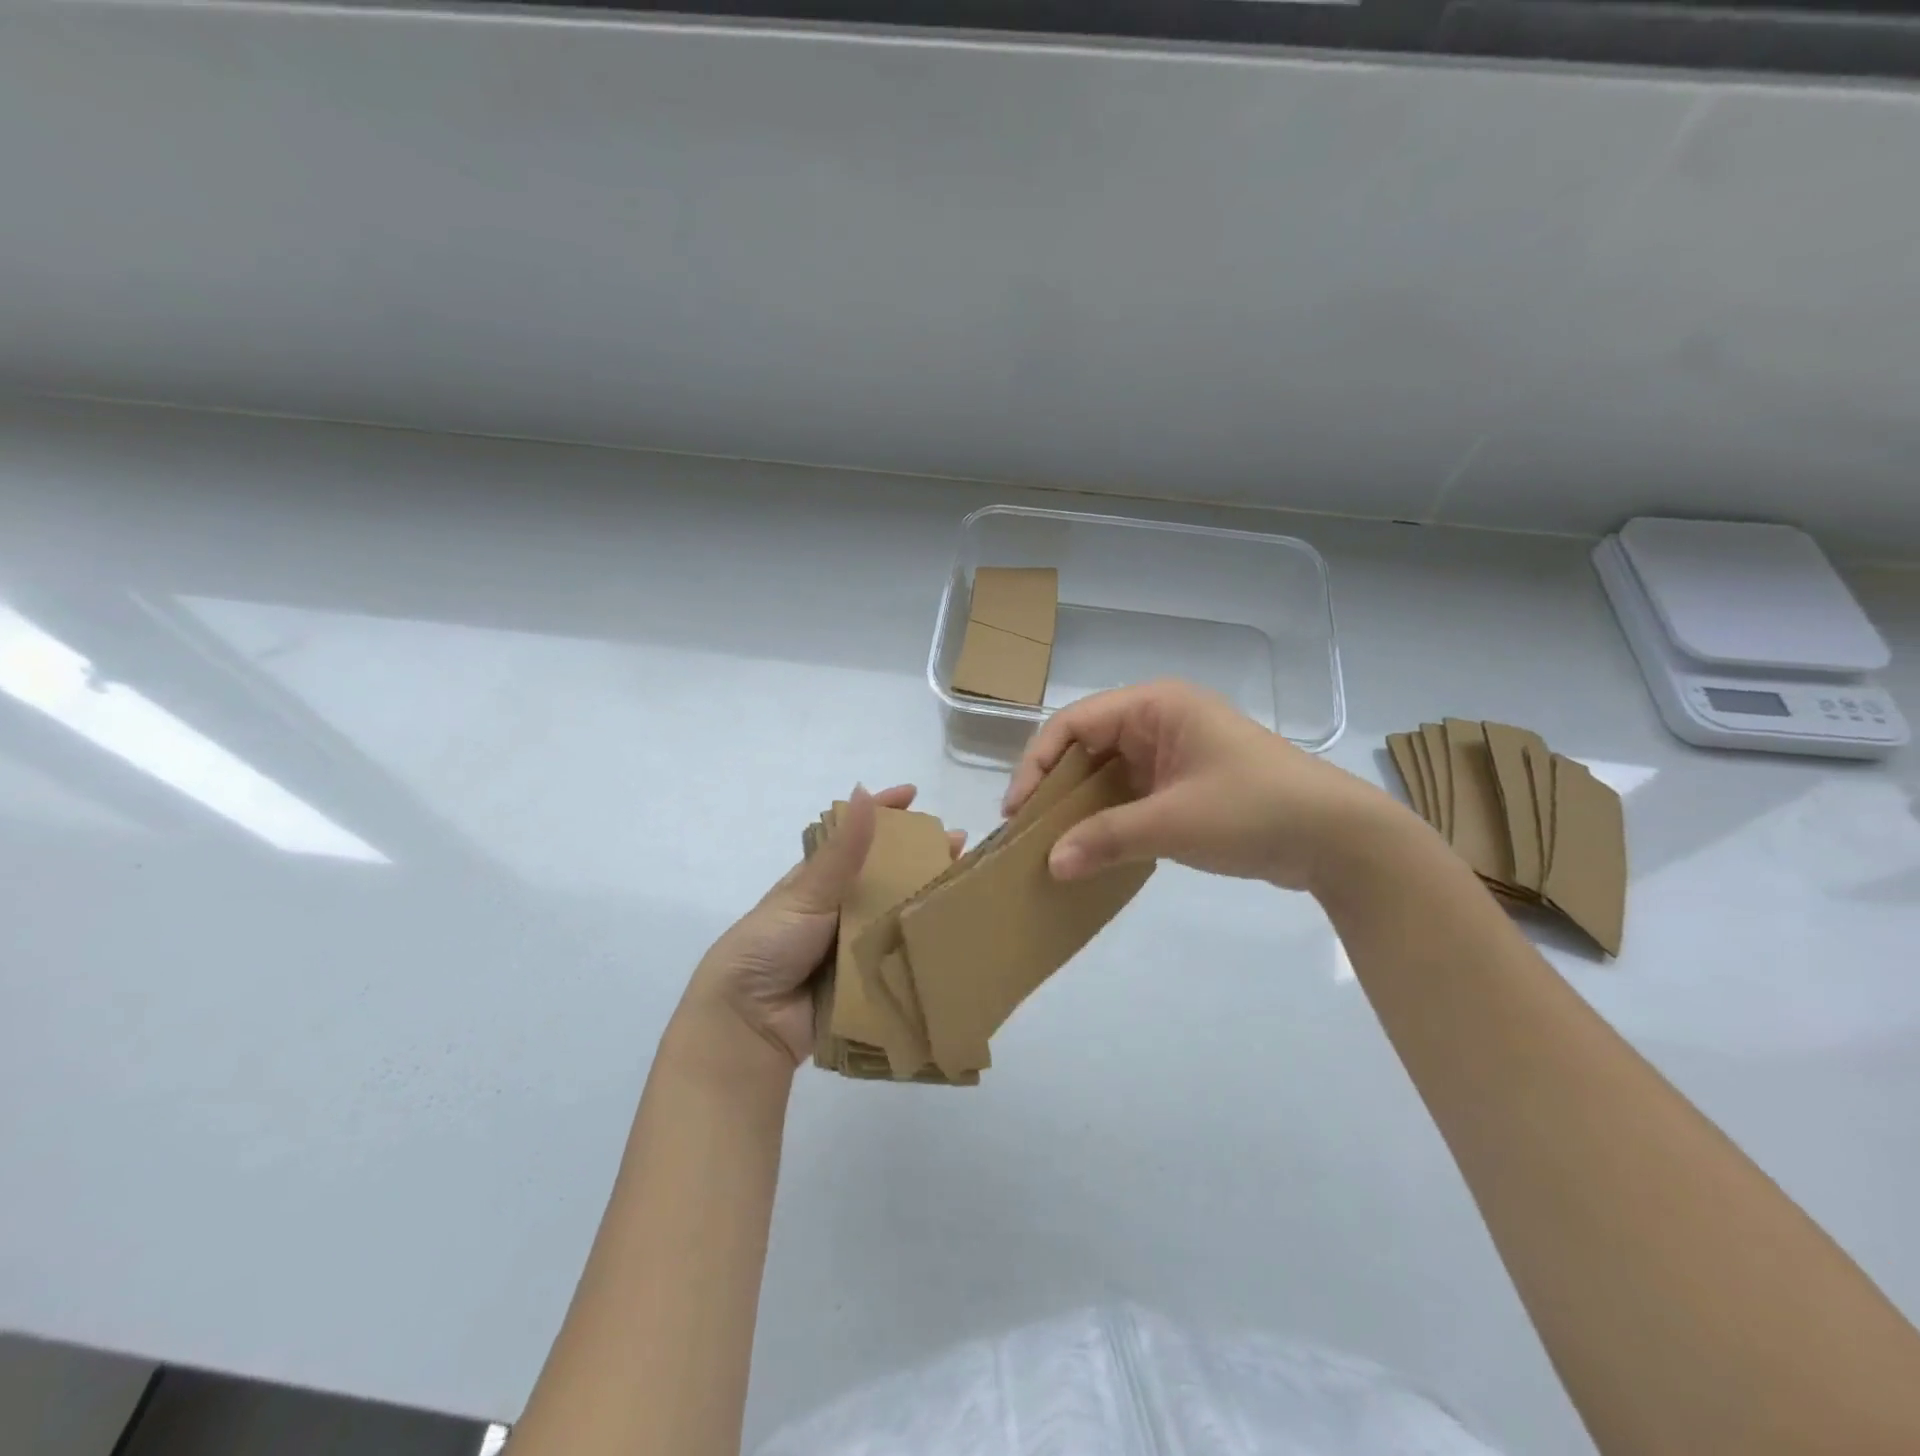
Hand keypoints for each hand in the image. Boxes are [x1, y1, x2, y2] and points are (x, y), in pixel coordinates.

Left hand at [677, 784, 963, 1070]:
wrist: (747, 1025)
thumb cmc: (769, 947)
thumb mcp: (806, 894)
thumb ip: (842, 851)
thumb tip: (863, 790)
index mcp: (819, 882)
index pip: (856, 837)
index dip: (883, 813)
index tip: (914, 794)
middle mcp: (840, 910)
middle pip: (887, 876)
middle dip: (921, 858)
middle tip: (960, 846)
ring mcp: (855, 947)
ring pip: (898, 916)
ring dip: (929, 901)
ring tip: (968, 886)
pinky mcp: (867, 983)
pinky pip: (900, 960)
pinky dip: (924, 947)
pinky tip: (958, 936)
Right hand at [1002, 680, 1409, 893]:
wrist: (1339, 839)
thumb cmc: (1255, 810)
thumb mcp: (1173, 823)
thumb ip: (1105, 840)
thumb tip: (1051, 866)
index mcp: (1156, 706)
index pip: (1074, 725)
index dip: (1037, 765)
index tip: (1017, 813)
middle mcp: (1160, 721)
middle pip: (1087, 748)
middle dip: (1056, 789)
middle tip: (1027, 832)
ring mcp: (1174, 753)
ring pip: (1108, 774)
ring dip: (1081, 808)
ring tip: (1051, 845)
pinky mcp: (1186, 784)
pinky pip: (1131, 795)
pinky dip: (1108, 820)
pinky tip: (1090, 849)